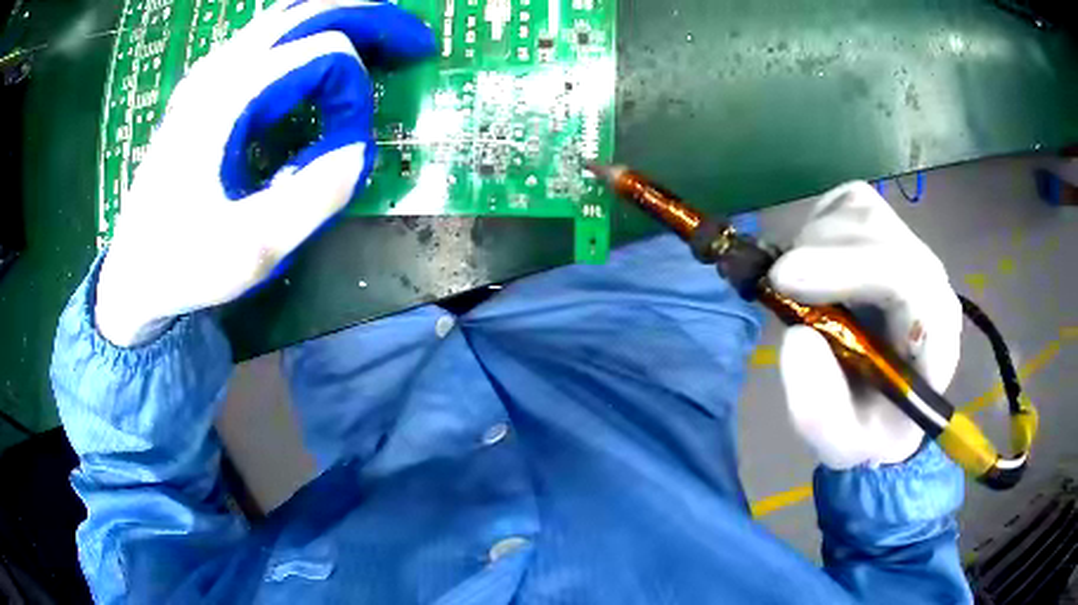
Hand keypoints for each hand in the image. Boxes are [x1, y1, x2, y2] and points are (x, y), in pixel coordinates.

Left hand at [95, 0, 434, 346]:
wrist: (133, 274)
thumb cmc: (183, 263)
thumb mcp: (251, 248)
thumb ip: (314, 196)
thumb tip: (360, 149)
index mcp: (230, 96)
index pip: (324, 52)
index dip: (354, 90)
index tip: (352, 144)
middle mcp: (220, 68)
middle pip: (309, 9)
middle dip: (370, 18)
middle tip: (413, 43)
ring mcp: (209, 73)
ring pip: (288, 14)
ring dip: (340, 18)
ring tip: (380, 38)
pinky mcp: (205, 87)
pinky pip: (267, 36)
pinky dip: (308, 33)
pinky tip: (323, 55)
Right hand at [769, 182, 961, 468]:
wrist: (885, 403)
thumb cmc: (870, 427)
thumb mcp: (841, 444)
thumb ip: (819, 410)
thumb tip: (797, 338)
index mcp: (934, 332)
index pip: (906, 275)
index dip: (846, 268)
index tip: (784, 282)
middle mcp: (929, 277)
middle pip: (878, 230)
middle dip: (820, 251)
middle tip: (778, 286)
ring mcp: (909, 245)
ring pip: (860, 208)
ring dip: (815, 240)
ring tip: (797, 284)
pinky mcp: (886, 229)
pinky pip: (848, 201)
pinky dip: (818, 223)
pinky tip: (813, 263)